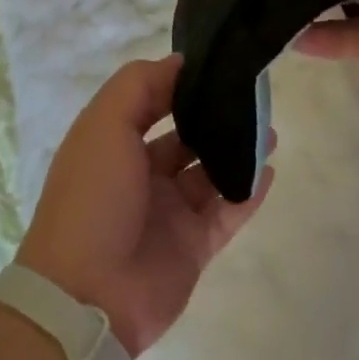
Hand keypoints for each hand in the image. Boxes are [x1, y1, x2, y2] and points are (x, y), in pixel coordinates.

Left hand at [17, 56, 273, 355]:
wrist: (88, 296)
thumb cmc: (93, 198)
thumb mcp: (105, 125)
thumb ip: (139, 86)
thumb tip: (179, 63)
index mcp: (113, 144)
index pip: (151, 102)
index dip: (179, 84)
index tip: (217, 65)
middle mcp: (140, 174)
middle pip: (184, 138)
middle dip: (214, 118)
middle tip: (253, 98)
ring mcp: (168, 212)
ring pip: (210, 173)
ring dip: (237, 152)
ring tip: (271, 131)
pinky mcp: (192, 247)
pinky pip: (226, 213)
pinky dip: (247, 193)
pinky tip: (269, 171)